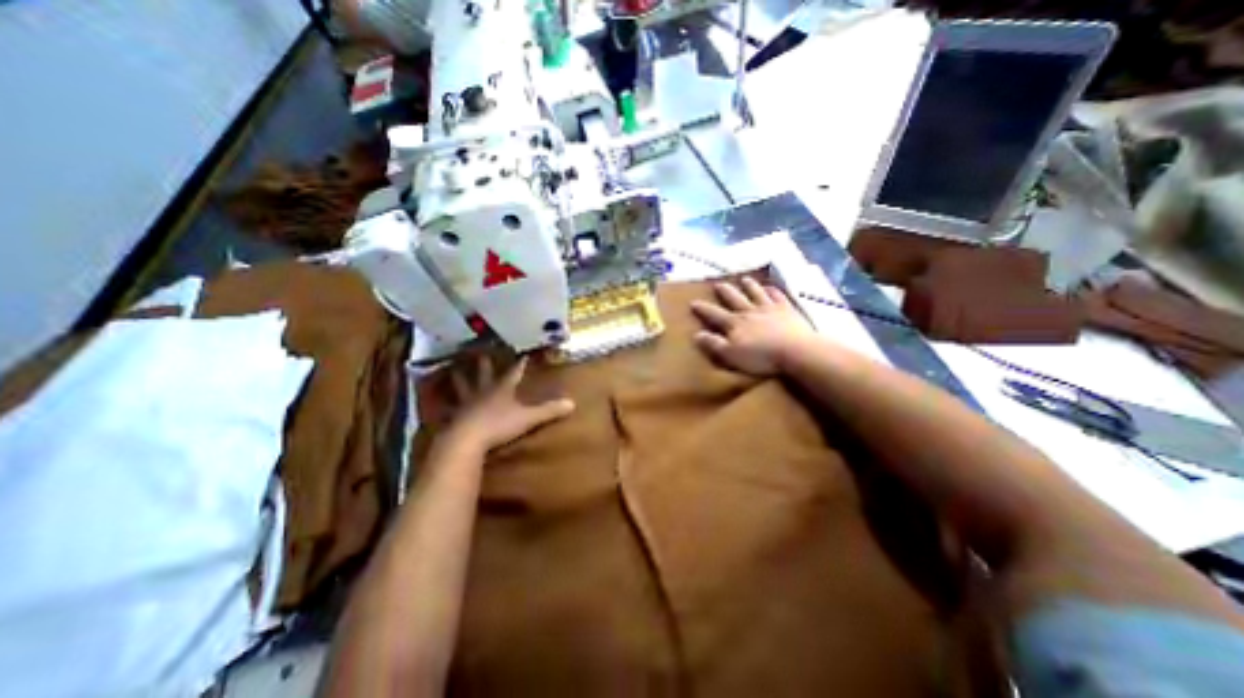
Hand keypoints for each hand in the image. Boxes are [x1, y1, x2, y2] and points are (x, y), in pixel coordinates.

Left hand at [440, 354, 576, 450]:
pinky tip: (438, 403)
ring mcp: (467, 404)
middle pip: (484, 374)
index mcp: (502, 390)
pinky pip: (449, 408)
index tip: (523, 354)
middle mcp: (483, 392)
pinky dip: (444, 404)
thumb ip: (549, 411)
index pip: (513, 373)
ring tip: (453, 369)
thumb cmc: (499, 425)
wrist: (467, 440)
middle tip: (480, 352)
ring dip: (459, 378)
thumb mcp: (528, 418)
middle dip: (485, 364)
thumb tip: (572, 403)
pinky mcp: (455, 418)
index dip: (519, 364)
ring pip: (463, 386)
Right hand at [691, 276, 818, 375]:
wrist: (795, 351)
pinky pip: (777, 296)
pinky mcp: (787, 310)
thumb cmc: (760, 357)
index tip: (693, 302)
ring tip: (743, 279)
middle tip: (718, 284)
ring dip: (749, 286)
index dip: (703, 308)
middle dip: (725, 291)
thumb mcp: (731, 355)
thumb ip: (713, 344)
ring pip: (756, 293)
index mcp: (734, 323)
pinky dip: (772, 290)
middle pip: (734, 298)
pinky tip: (770, 287)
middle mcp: (749, 311)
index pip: (714, 314)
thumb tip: (696, 334)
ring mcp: (769, 308)